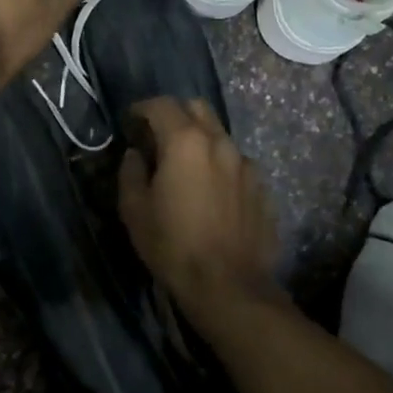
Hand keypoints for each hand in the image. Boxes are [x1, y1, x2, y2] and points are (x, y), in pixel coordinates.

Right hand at [118, 98, 283, 319]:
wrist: (229, 287)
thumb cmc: (173, 245)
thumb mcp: (134, 210)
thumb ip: (131, 172)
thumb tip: (136, 155)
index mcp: (185, 142)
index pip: (161, 105)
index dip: (142, 108)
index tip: (131, 122)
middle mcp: (219, 142)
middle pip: (197, 108)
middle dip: (175, 114)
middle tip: (158, 136)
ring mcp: (245, 164)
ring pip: (219, 134)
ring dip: (199, 139)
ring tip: (186, 166)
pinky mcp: (261, 187)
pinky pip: (235, 162)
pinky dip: (219, 164)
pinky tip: (211, 191)